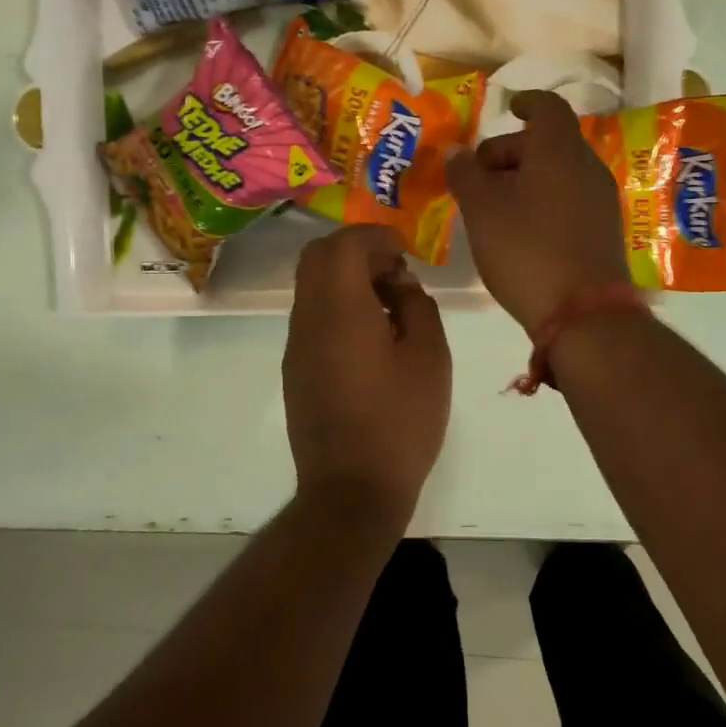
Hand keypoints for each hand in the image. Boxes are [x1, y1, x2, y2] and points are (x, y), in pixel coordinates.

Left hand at [283, 225, 451, 521]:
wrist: (351, 490)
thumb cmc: (400, 421)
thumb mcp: (429, 357)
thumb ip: (417, 306)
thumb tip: (400, 284)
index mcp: (339, 309)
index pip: (344, 244)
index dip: (376, 236)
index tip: (406, 251)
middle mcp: (307, 319)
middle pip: (317, 257)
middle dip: (357, 251)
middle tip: (395, 273)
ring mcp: (296, 346)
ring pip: (312, 287)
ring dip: (347, 280)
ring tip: (390, 306)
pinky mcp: (296, 370)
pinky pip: (313, 317)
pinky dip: (339, 307)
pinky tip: (372, 338)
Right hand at [447, 91, 630, 330]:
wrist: (584, 314)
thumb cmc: (527, 251)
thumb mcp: (482, 211)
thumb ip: (465, 175)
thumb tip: (455, 150)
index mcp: (560, 151)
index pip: (548, 107)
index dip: (526, 102)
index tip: (508, 108)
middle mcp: (587, 167)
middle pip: (550, 142)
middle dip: (511, 151)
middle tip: (478, 176)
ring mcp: (601, 201)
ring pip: (560, 173)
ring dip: (526, 179)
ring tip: (494, 207)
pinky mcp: (604, 231)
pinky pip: (570, 199)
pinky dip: (544, 200)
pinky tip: (521, 230)